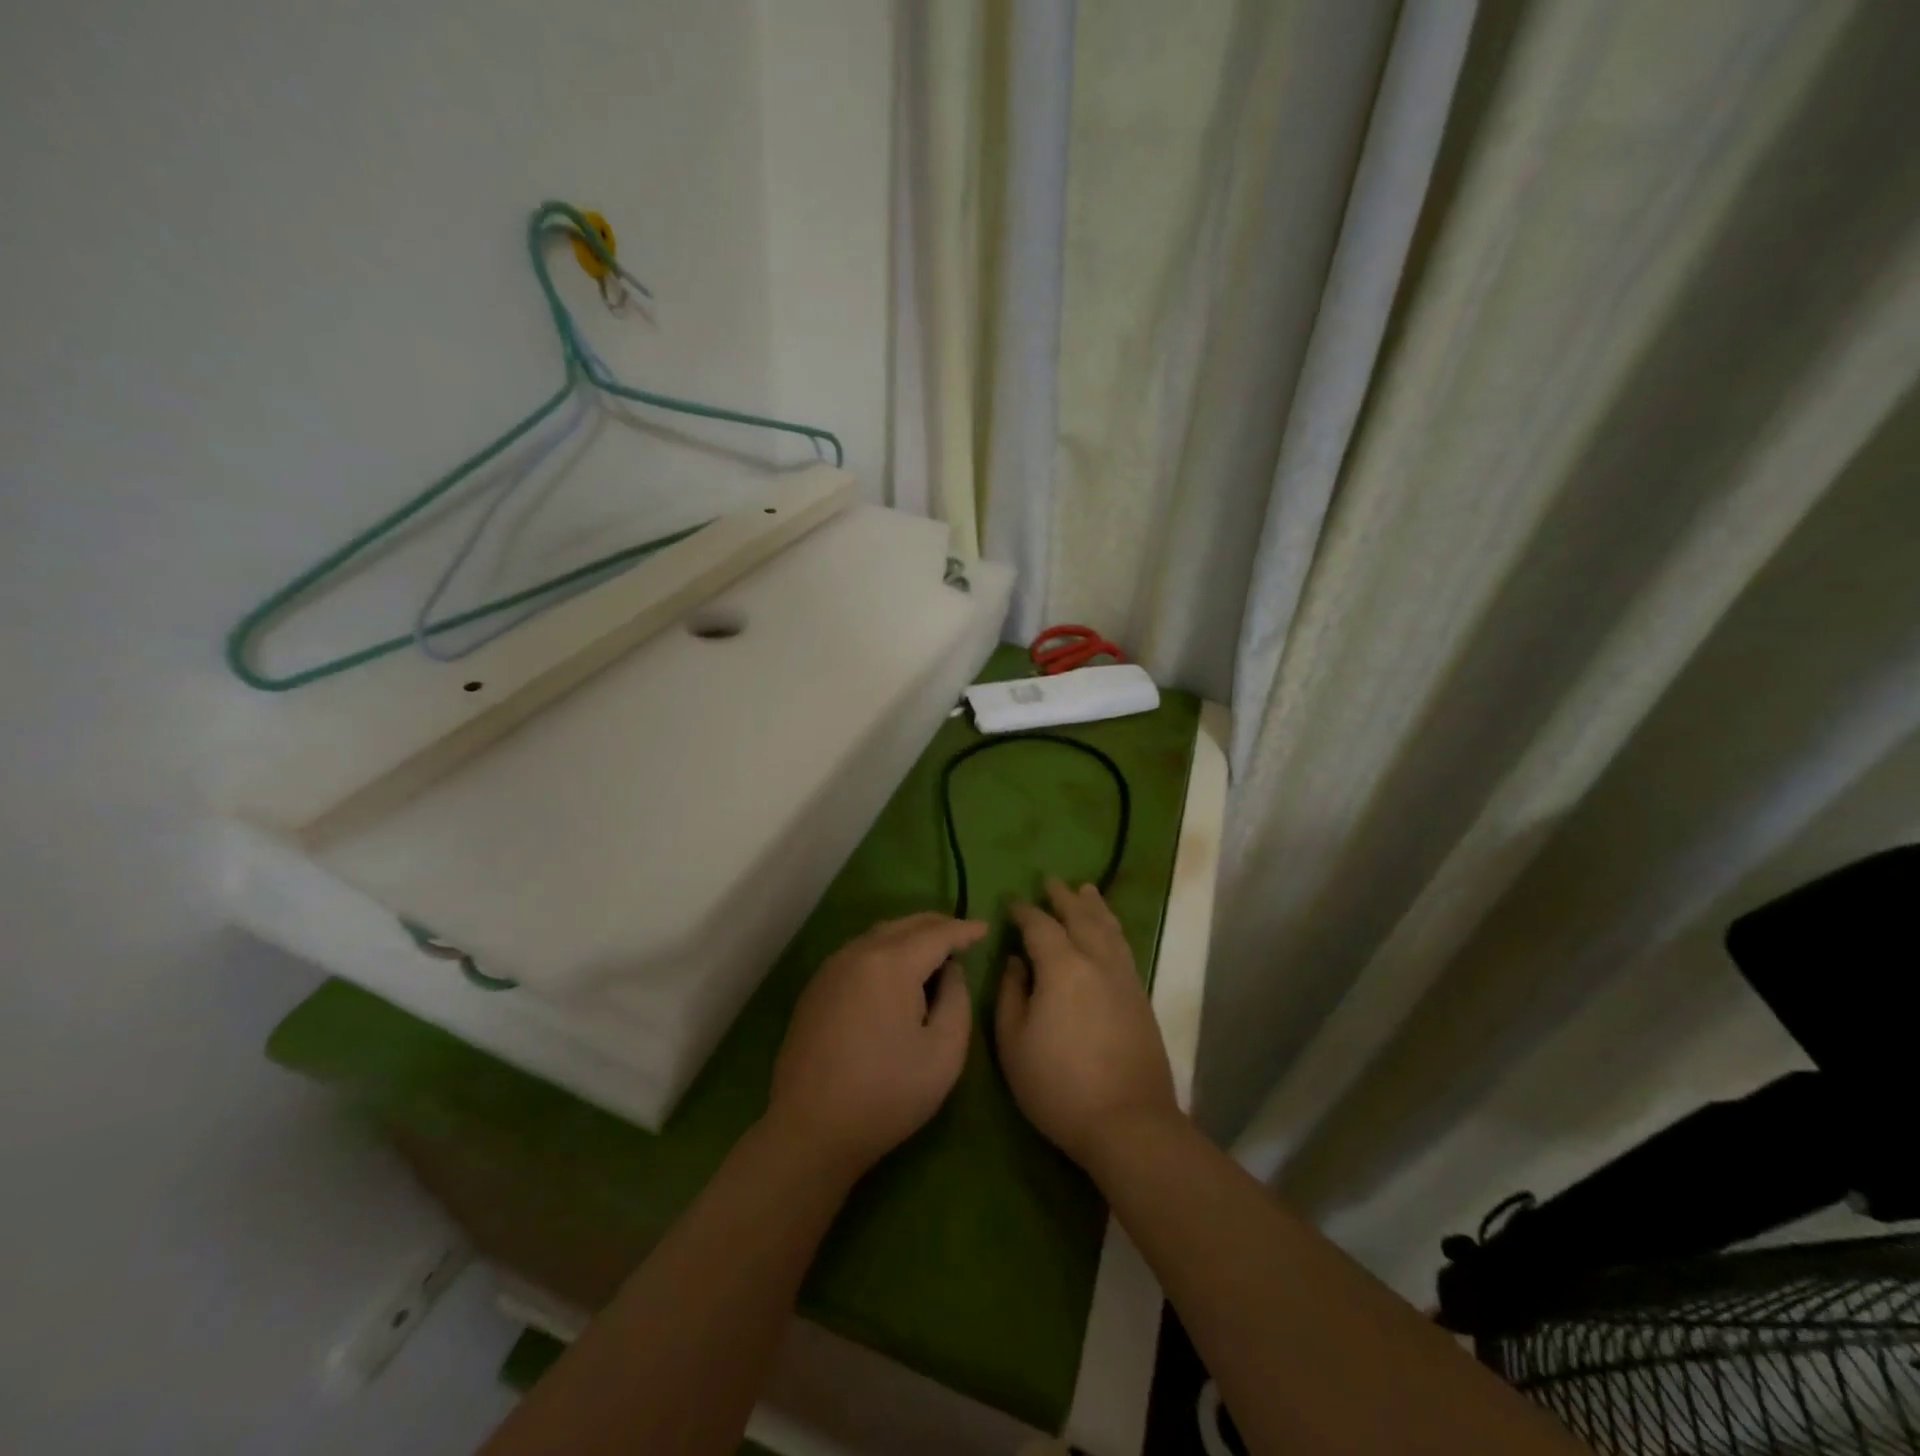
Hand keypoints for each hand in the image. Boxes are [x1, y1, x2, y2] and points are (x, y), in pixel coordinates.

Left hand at [768, 912, 986, 1179]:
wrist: (810, 1130)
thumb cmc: (886, 1094)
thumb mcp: (944, 1052)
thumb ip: (957, 999)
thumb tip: (950, 970)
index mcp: (891, 963)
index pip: (936, 933)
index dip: (964, 930)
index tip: (985, 929)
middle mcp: (858, 953)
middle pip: (905, 925)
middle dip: (937, 925)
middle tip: (962, 936)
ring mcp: (832, 968)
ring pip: (879, 935)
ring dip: (909, 936)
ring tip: (933, 952)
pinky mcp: (816, 988)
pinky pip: (859, 953)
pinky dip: (885, 950)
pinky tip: (895, 973)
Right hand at [996, 879, 1179, 1169]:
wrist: (1128, 1123)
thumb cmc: (1059, 1086)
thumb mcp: (1014, 1043)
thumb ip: (1011, 994)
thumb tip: (1016, 961)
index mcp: (1063, 967)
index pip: (1040, 926)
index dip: (1025, 911)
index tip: (1013, 902)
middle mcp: (1097, 961)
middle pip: (1081, 917)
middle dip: (1063, 898)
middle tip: (1051, 881)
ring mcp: (1124, 978)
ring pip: (1109, 929)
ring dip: (1094, 907)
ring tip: (1086, 890)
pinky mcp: (1140, 997)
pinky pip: (1124, 947)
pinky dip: (1113, 929)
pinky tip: (1109, 932)